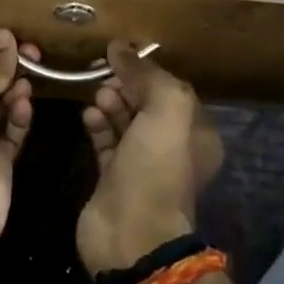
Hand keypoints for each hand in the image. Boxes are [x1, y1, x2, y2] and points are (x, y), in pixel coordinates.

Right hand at [76, 43, 224, 275]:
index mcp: (195, 134)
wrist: (131, 235)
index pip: (171, 89)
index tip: (121, 57)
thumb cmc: (157, 169)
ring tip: (97, 95)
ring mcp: (141, 165)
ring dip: (110, 102)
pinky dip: (96, 124)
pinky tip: (87, 115)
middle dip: (126, 85)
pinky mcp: (113, 178)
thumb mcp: (166, 109)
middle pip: (146, 103)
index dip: (147, 71)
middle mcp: (172, 148)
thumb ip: (147, 74)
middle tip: (104, 75)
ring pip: (124, 120)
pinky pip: (105, 140)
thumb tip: (119, 47)